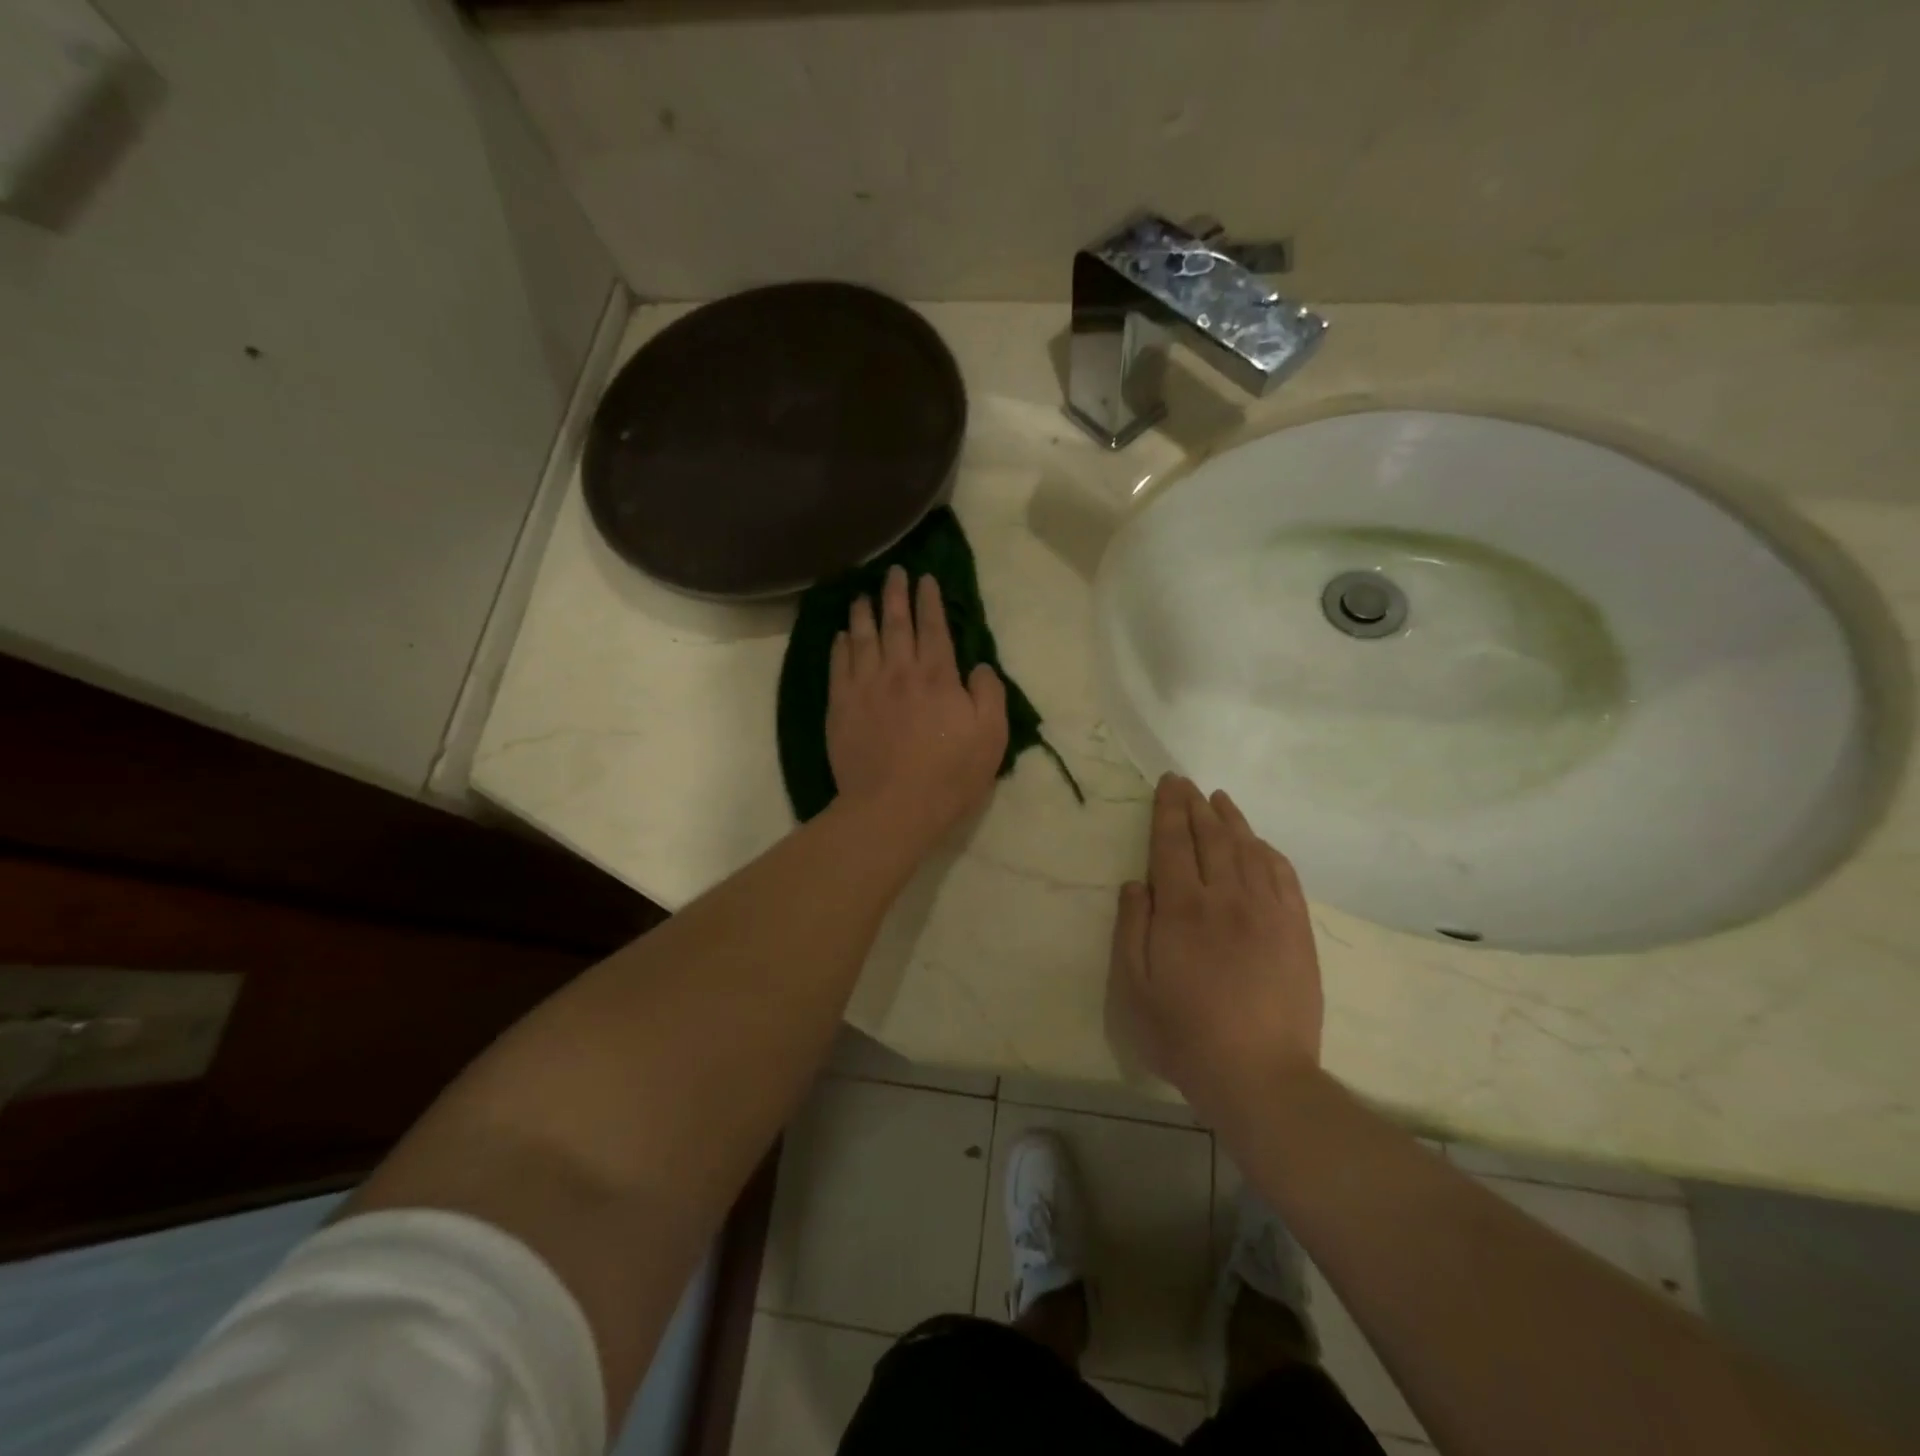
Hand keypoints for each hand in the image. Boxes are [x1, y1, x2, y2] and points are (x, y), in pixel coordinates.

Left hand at [827, 565, 1009, 849]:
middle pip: (896, 623)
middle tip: (893, 572)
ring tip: (862, 596)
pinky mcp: (841, 707)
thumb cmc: (949, 775)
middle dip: (896, 594)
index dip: (930, 600)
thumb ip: (989, 694)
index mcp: (937, 676)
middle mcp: (899, 671)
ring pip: (863, 639)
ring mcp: (865, 687)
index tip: (926, 579)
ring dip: (864, 614)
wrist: (893, 807)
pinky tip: (840, 636)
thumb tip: (980, 666)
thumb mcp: (991, 736)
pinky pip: (839, 666)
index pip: (934, 627)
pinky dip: (840, 647)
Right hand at [1109, 774, 1322, 1118]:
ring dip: (1232, 820)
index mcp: (1182, 908)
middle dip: (1196, 806)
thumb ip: (1131, 928)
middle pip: (1211, 838)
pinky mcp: (1296, 931)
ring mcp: (1267, 912)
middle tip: (1187, 783)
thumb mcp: (1133, 986)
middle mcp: (1225, 898)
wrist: (1258, 1075)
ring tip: (1220, 800)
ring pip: (1248, 850)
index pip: (1172, 843)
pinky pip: (1283, 876)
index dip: (1168, 809)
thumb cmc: (1183, 1033)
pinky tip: (1260, 843)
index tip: (1168, 782)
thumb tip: (1135, 883)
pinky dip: (1268, 852)